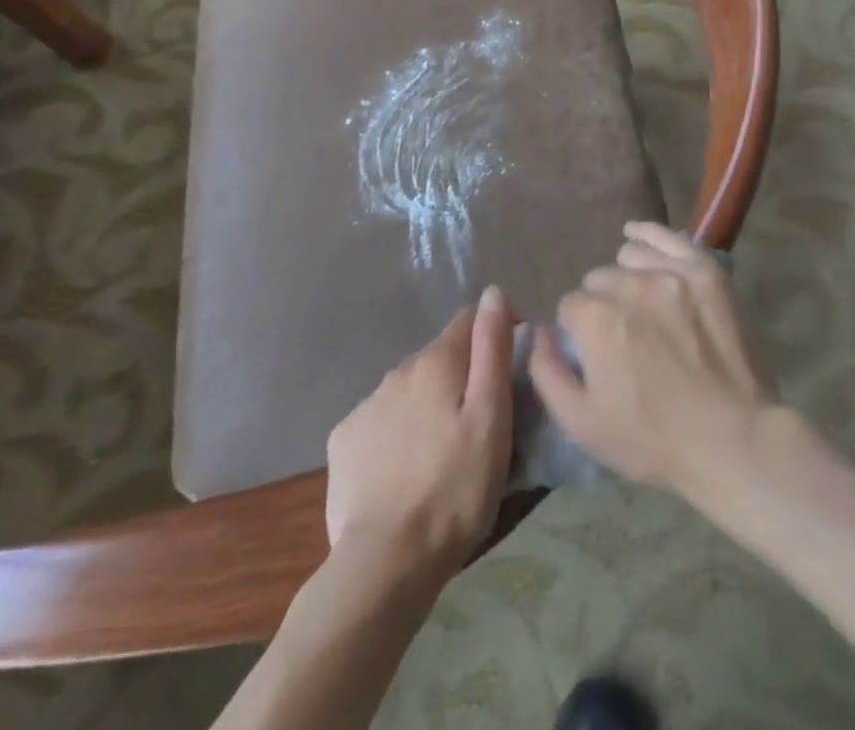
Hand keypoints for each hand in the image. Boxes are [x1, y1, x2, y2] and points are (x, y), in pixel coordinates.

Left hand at [325, 285, 514, 572]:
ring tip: (443, 451)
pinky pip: (380, 422)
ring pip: (408, 391)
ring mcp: (365, 406)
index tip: (511, 368)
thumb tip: (493, 293)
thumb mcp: (492, 417)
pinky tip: (406, 470)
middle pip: (439, 358)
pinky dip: (397, 433)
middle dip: (460, 376)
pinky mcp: (343, 442)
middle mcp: (397, 371)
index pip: (468, 320)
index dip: (494, 333)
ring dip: (428, 405)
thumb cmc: (456, 487)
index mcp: (436, 361)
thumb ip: (492, 349)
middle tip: (480, 421)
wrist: (386, 562)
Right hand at [528, 222, 778, 502]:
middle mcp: (631, 286)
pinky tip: (637, 233)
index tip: (592, 352)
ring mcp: (672, 274)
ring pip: (630, 256)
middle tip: (621, 336)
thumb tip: (538, 332)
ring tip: (639, 302)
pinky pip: (668, 238)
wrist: (731, 438)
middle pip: (600, 280)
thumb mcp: (582, 423)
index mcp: (597, 320)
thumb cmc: (652, 439)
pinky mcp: (705, 272)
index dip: (577, 330)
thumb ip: (546, 372)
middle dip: (602, 303)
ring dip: (626, 275)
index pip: (570, 306)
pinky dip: (648, 234)